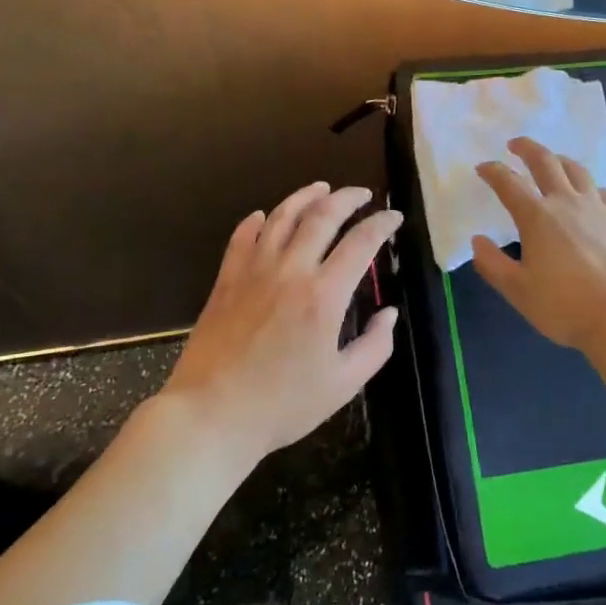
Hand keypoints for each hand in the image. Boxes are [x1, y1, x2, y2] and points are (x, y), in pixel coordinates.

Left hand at [165, 184, 402, 461]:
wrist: (211, 415)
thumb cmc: (283, 405)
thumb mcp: (344, 384)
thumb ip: (375, 345)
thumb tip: (389, 313)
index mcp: (324, 295)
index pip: (361, 243)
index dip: (382, 224)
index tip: (394, 218)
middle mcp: (290, 271)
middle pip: (322, 216)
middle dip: (348, 199)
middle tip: (363, 194)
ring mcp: (253, 271)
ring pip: (281, 217)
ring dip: (305, 197)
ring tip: (322, 188)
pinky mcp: (226, 280)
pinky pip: (242, 237)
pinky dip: (257, 221)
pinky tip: (264, 216)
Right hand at [472, 138, 605, 351]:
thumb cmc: (565, 305)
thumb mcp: (518, 291)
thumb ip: (493, 265)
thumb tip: (477, 241)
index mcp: (537, 217)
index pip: (509, 184)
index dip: (493, 172)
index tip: (482, 167)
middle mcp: (567, 203)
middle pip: (546, 163)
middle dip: (528, 149)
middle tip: (515, 144)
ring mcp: (599, 209)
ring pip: (579, 172)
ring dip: (561, 161)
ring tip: (554, 161)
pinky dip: (597, 190)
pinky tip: (596, 196)